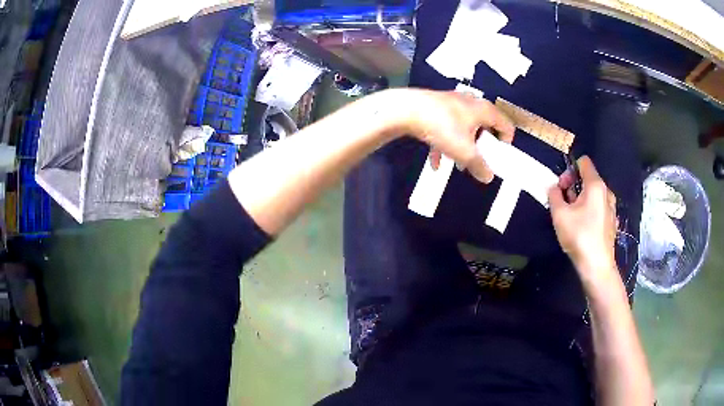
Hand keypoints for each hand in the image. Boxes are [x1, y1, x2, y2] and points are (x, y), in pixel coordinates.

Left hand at [391, 88, 514, 182]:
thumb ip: (479, 166)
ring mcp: (453, 102)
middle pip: (484, 127)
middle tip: (476, 162)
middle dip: (481, 147)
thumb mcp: (464, 151)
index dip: (505, 144)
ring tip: (457, 165)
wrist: (406, 109)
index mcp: (484, 110)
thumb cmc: (442, 127)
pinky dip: (444, 143)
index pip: (506, 125)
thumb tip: (488, 178)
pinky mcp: (437, 106)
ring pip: (464, 128)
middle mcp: (471, 102)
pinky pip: (447, 126)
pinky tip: (435, 163)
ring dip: (462, 147)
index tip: (496, 158)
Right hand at [548, 156, 617, 285]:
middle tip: (563, 202)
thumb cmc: (579, 236)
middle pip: (588, 178)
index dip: (570, 168)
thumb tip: (553, 187)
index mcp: (595, 185)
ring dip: (581, 198)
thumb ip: (554, 195)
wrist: (597, 266)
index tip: (562, 186)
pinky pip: (599, 207)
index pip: (583, 162)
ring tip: (571, 215)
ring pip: (593, 194)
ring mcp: (611, 207)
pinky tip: (583, 226)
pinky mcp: (611, 221)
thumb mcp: (559, 215)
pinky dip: (589, 210)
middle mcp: (606, 192)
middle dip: (573, 185)